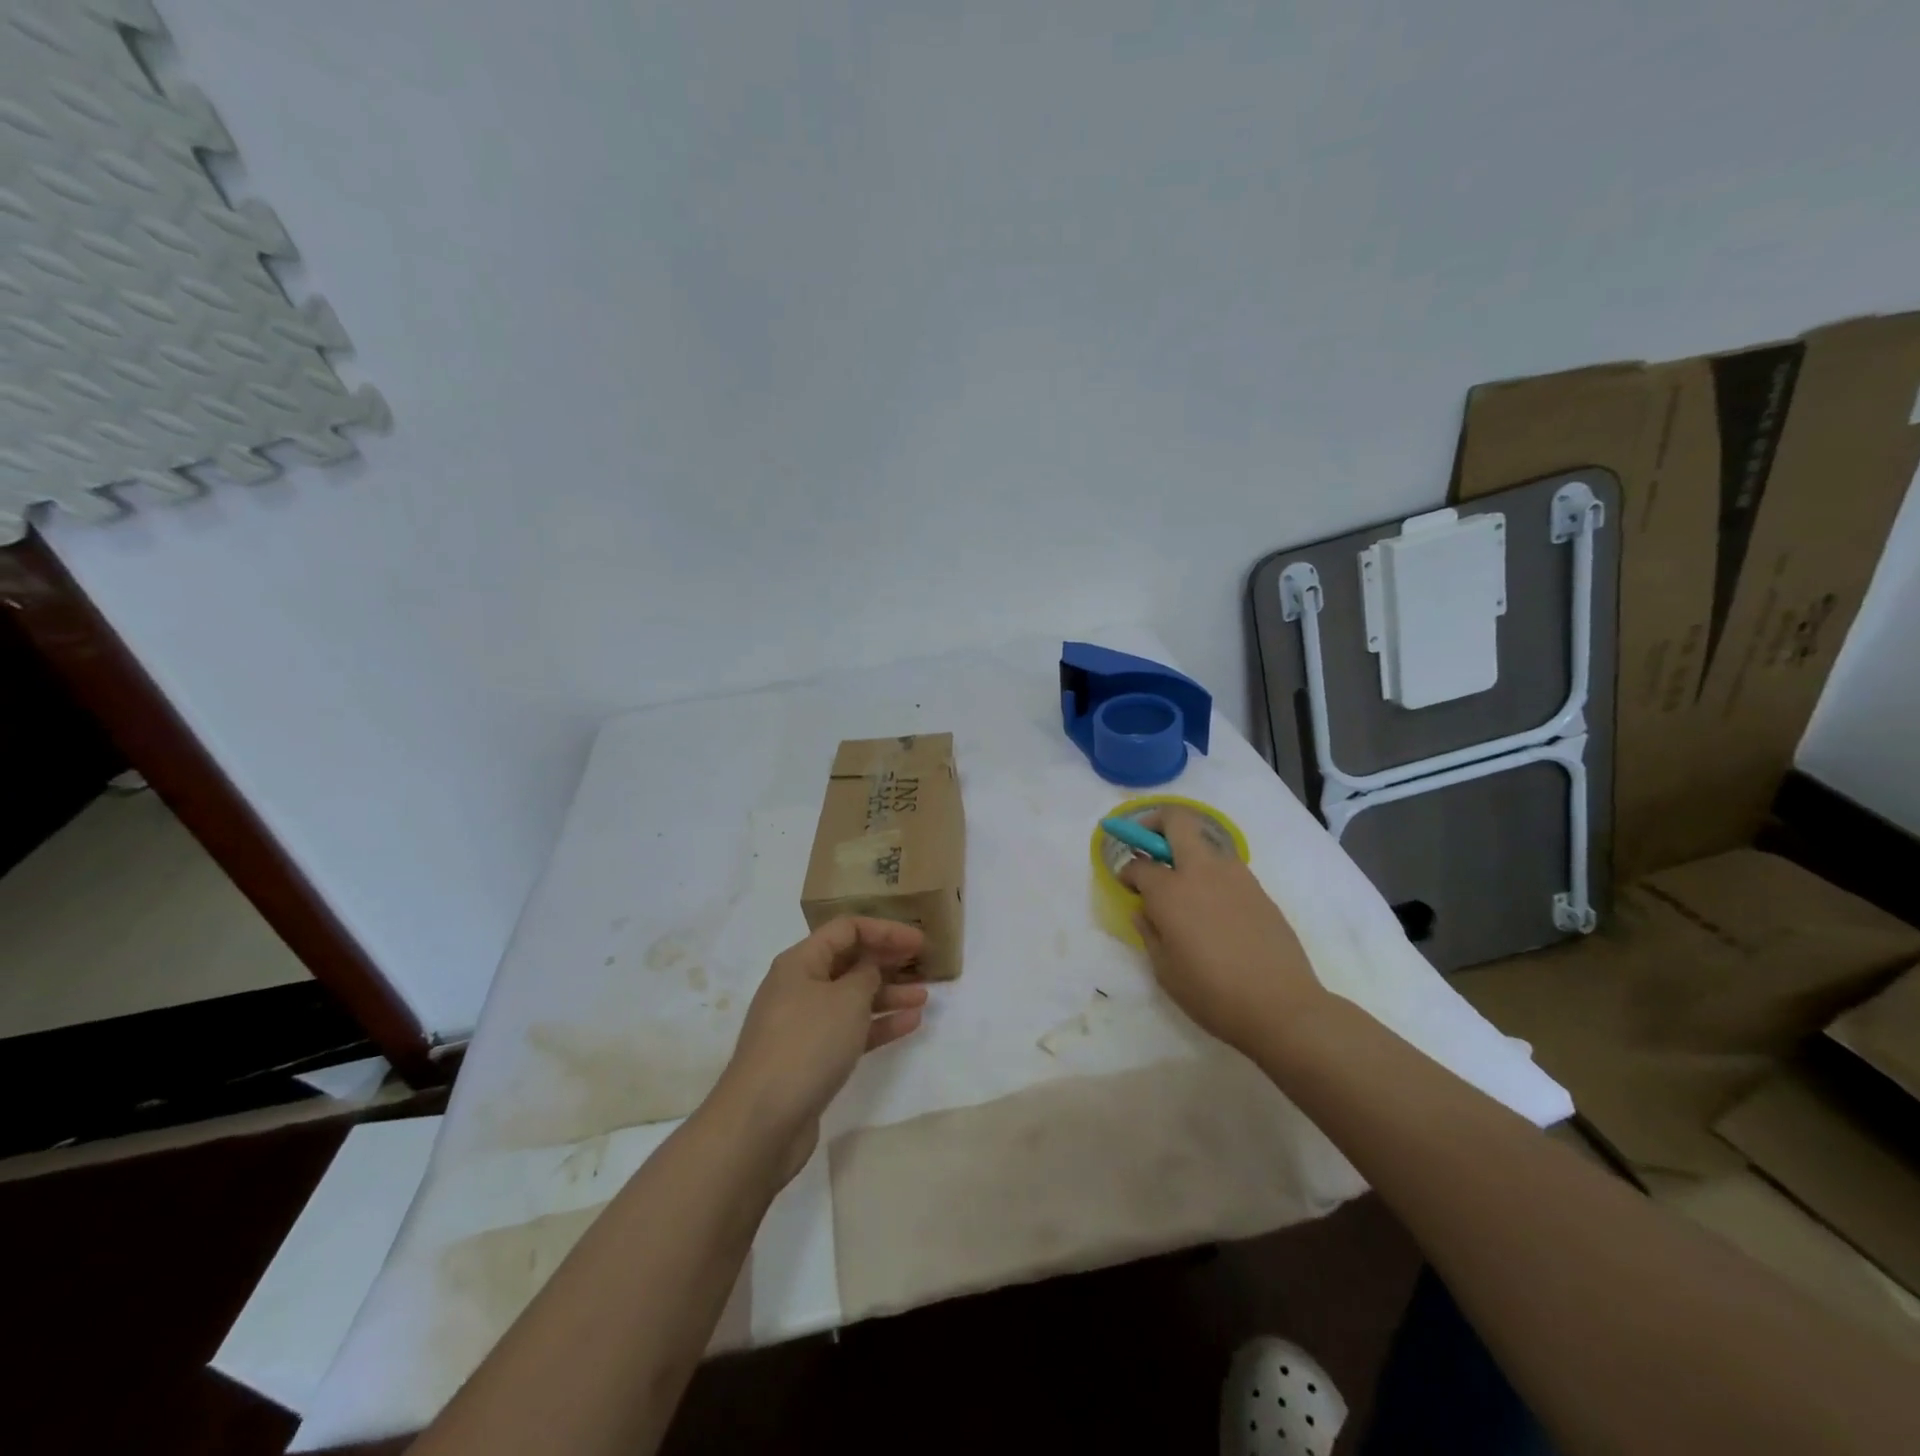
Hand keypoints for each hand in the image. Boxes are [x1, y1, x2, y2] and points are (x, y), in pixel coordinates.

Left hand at [711, 917, 927, 1182]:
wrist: (761, 1121)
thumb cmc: (807, 1044)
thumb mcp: (846, 999)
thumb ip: (866, 974)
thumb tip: (869, 967)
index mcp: (801, 962)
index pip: (846, 929)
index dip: (885, 930)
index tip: (919, 942)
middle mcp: (799, 986)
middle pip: (848, 962)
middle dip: (886, 961)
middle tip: (923, 965)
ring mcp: (804, 1024)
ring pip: (852, 998)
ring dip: (887, 995)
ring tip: (924, 997)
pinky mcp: (810, 1058)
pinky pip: (850, 1030)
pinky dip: (878, 1025)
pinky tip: (909, 1024)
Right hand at [1120, 806, 1325, 1054]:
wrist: (1283, 1007)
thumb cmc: (1213, 994)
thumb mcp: (1165, 970)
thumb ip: (1149, 932)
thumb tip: (1143, 910)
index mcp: (1171, 892)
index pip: (1140, 865)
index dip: (1127, 871)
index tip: (1126, 885)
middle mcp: (1202, 872)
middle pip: (1177, 821)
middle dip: (1156, 823)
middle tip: (1148, 845)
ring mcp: (1236, 876)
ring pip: (1206, 841)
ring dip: (1187, 849)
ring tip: (1182, 884)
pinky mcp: (1259, 890)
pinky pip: (1227, 867)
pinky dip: (1211, 873)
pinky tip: (1212, 907)